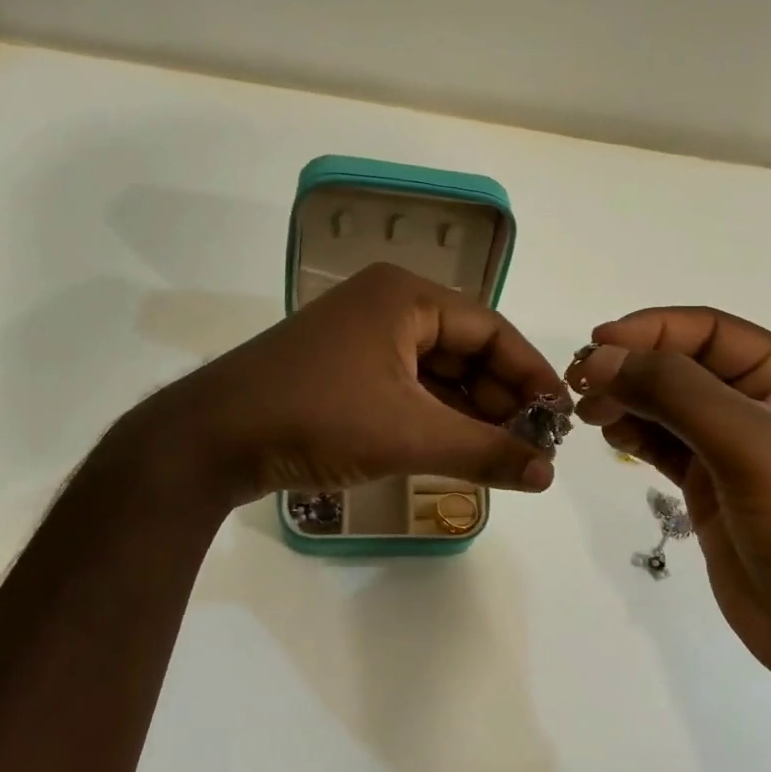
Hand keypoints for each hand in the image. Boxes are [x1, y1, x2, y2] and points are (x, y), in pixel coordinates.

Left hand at [103, 262, 567, 508]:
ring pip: (438, 374)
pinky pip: (409, 389)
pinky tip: (460, 451)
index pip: (492, 329)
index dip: (531, 373)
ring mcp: (363, 339)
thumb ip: (484, 452)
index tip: (560, 418)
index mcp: (407, 297)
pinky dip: (436, 418)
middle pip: (466, 350)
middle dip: (501, 398)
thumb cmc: (317, 417)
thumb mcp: (409, 434)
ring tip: (504, 455)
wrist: (210, 440)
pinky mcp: (346, 371)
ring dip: (471, 413)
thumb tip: (549, 474)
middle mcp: (388, 306)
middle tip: (532, 445)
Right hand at [569, 308, 770, 697]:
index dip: (650, 329)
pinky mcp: (709, 483)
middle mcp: (760, 401)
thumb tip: (603, 357)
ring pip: (667, 402)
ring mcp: (732, 444)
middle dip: (632, 365)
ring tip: (587, 412)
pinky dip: (633, 432)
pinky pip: (662, 442)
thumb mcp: (746, 444)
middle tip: (581, 383)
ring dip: (626, 398)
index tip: (596, 344)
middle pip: (682, 363)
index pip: (708, 330)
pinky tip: (609, 433)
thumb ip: (674, 392)